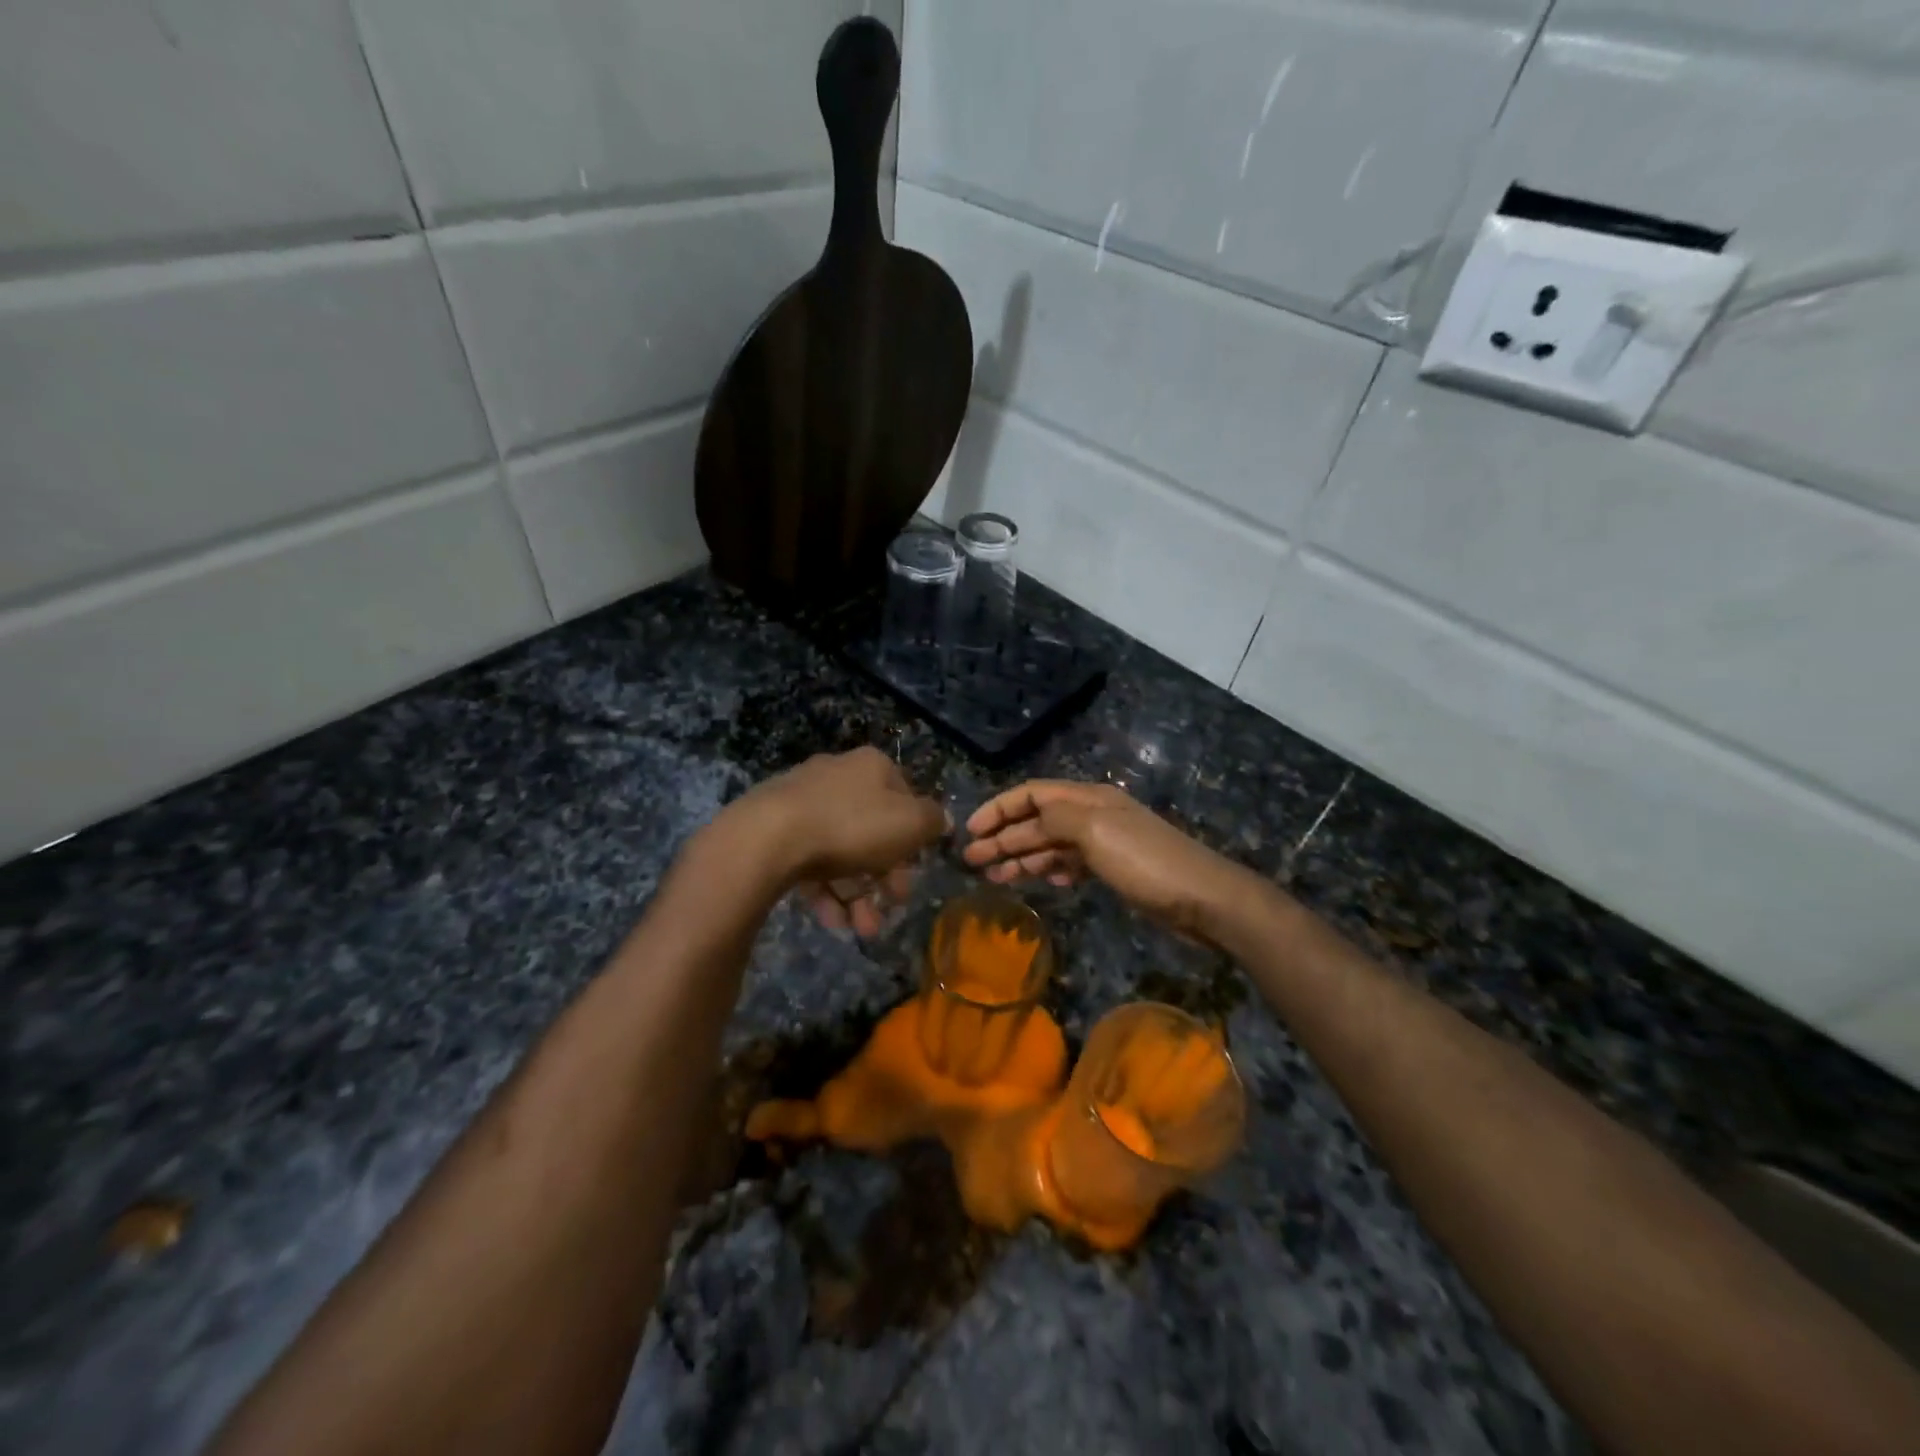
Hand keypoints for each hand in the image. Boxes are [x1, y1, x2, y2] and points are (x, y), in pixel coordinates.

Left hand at [726, 747, 948, 936]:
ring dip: (857, 894)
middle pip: (873, 831)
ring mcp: (802, 802)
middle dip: (884, 877)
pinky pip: (809, 861)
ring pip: (841, 851)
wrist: (768, 838)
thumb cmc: (852, 826)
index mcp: (871, 767)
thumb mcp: (911, 823)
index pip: (905, 799)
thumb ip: (933, 821)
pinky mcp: (774, 829)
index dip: (914, 838)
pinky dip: (825, 891)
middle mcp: (837, 776)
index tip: (916, 872)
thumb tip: (941, 821)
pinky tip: (832, 920)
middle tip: (891, 908)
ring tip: (861, 929)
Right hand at [962, 781, 1249, 941]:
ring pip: (1051, 844)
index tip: (970, 830)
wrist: (1203, 898)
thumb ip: (1056, 817)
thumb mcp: (1095, 831)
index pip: (1031, 794)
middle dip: (1003, 837)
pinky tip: (1042, 882)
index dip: (998, 808)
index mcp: (1087, 798)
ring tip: (994, 877)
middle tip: (972, 860)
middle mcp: (1093, 814)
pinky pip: (1072, 863)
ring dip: (1021, 857)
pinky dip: (1051, 870)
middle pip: (1037, 820)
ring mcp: (1105, 842)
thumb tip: (1028, 816)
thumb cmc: (1145, 862)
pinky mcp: (1115, 869)